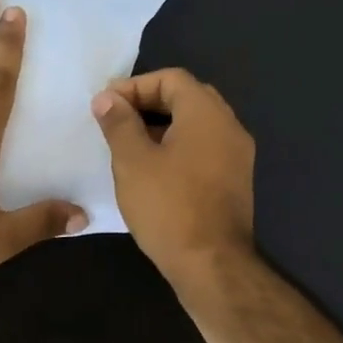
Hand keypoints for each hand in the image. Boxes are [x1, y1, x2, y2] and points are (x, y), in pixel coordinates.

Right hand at [93, 68, 254, 282]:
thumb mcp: (132, 161)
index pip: (171, 78)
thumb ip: (119, 123)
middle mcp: (230, 127)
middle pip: (187, 98)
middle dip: (148, 104)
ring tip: (129, 146)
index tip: (106, 106)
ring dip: (162, 126)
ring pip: (196, 125)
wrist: (211, 264)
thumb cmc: (168, 207)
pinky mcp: (235, 181)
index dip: (134, 86)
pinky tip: (153, 170)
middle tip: (116, 121)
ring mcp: (237, 156)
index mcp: (207, 114)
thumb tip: (108, 98)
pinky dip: (178, 147)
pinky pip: (204, 148)